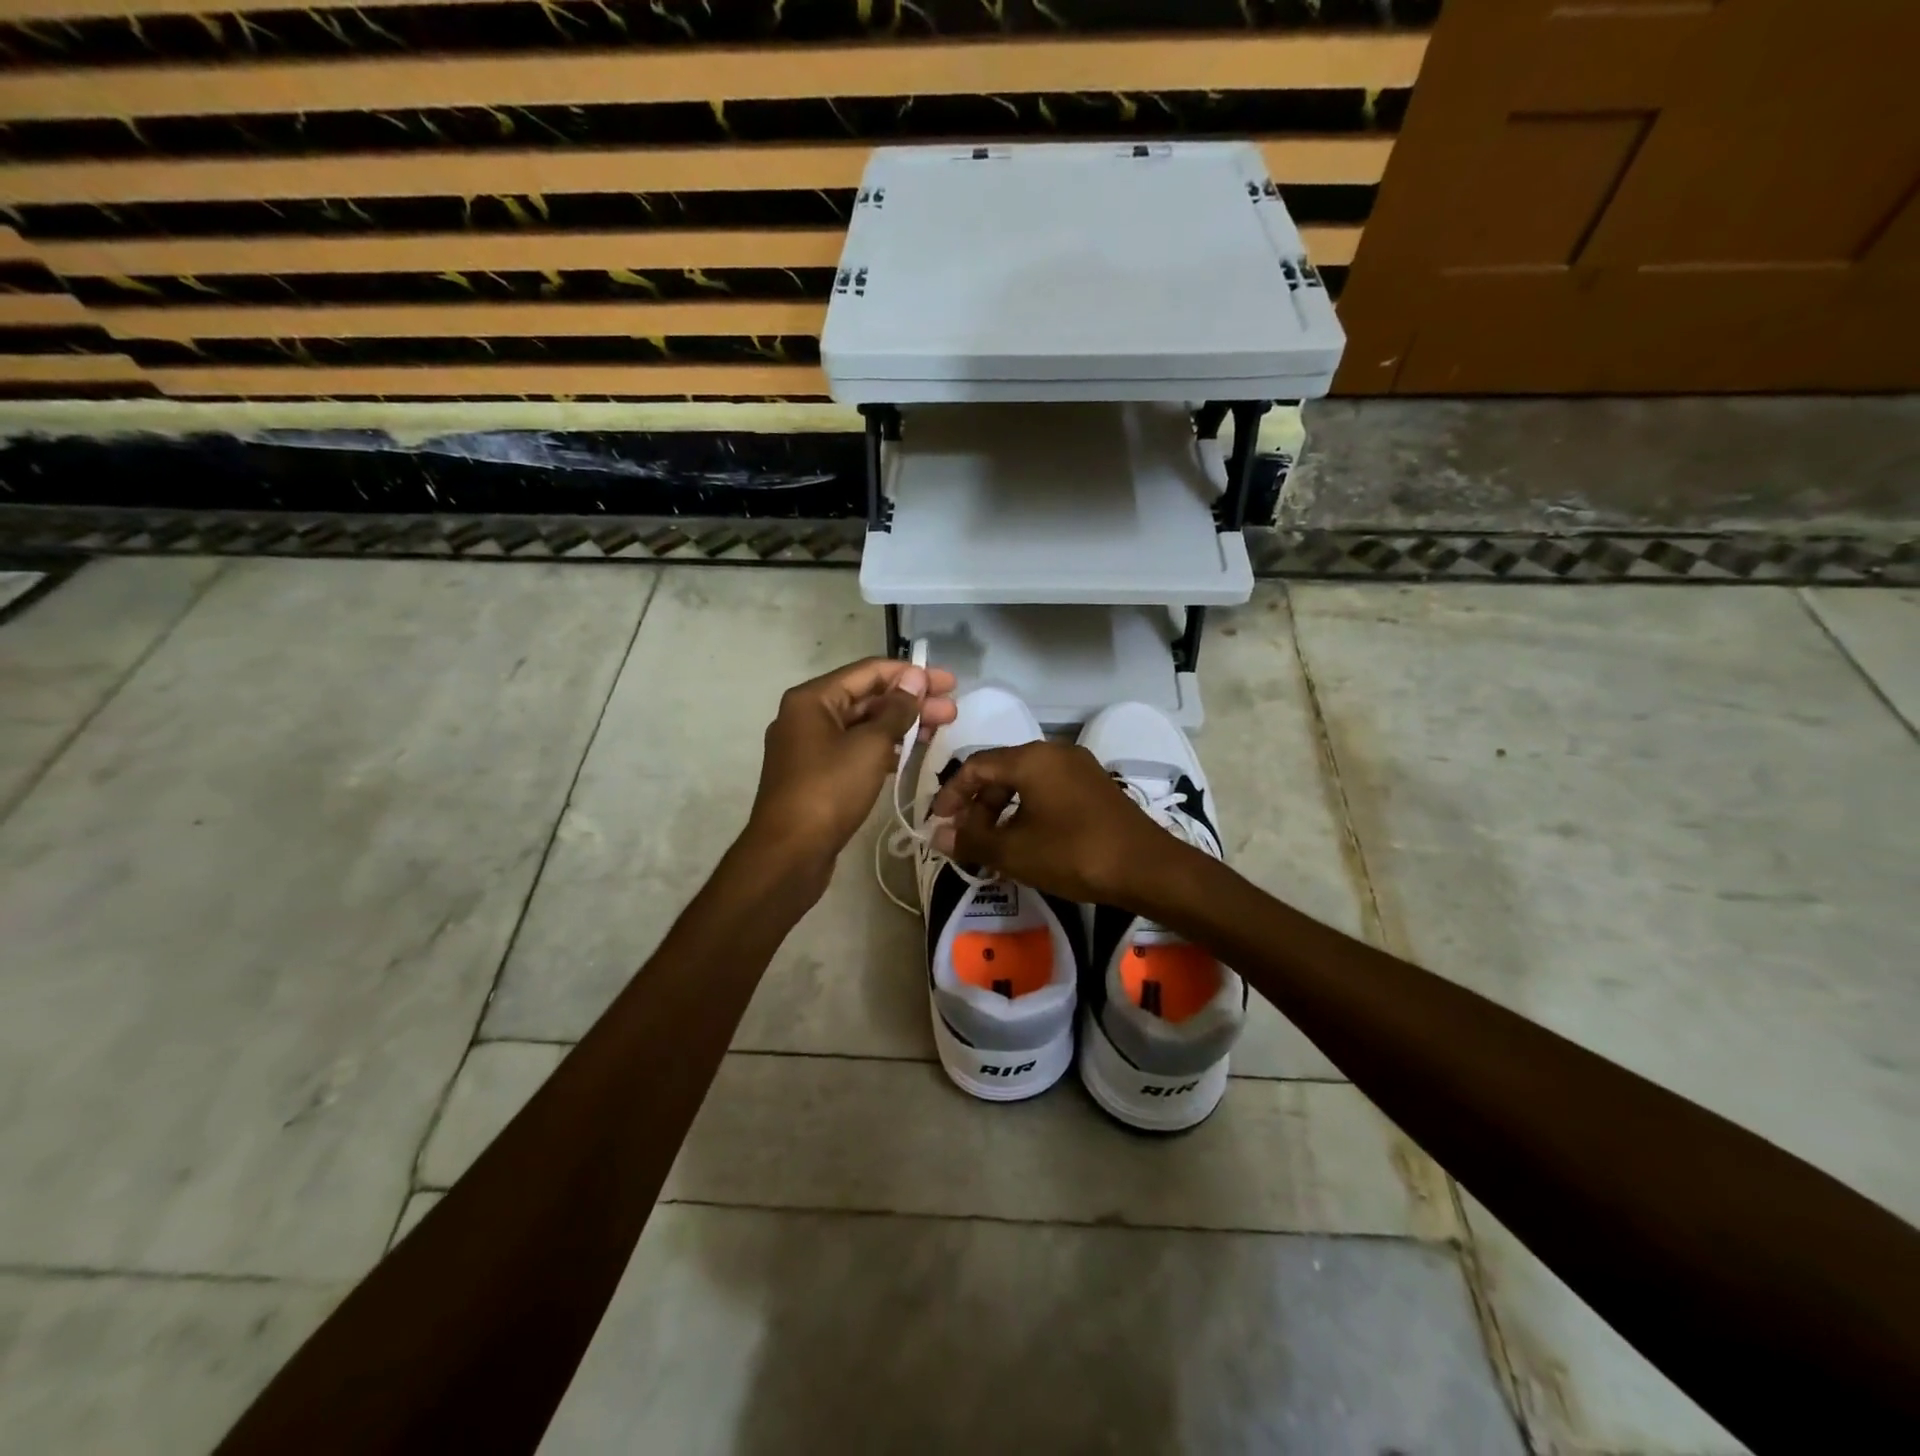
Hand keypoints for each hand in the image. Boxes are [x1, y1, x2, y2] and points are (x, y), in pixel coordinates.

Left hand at [745, 657, 956, 881]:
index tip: (948, 682)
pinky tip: (912, 753)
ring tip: (941, 729)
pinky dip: (884, 747)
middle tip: (952, 710)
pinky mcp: (817, 775)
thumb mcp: (869, 745)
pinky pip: (855, 749)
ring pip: (863, 725)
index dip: (911, 674)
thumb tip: (914, 678)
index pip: (869, 671)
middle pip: (867, 698)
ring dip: (901, 725)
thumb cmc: (829, 790)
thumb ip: (896, 710)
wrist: (789, 853)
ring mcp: (810, 747)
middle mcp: (807, 716)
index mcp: (813, 698)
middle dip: (911, 701)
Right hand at [927, 740, 1183, 907]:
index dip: (952, 793)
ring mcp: (1079, 768)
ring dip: (1001, 811)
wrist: (1146, 868)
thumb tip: (938, 837)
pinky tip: (1025, 842)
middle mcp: (1054, 753)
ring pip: (1026, 782)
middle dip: (977, 805)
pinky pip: (1048, 791)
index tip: (937, 821)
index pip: (976, 765)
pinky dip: (1027, 811)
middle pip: (1001, 771)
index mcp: (1032, 759)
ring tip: (991, 845)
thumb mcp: (1014, 851)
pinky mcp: (1095, 787)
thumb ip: (971, 841)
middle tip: (965, 838)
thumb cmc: (1073, 853)